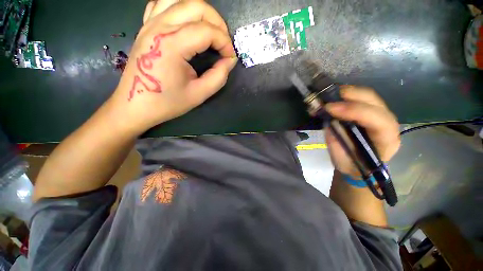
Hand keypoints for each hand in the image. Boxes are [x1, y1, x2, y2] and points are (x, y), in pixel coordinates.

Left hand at [108, 0, 236, 134]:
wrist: (135, 105)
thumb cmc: (167, 102)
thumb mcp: (199, 94)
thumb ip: (219, 76)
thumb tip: (230, 60)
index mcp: (172, 45)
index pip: (207, 31)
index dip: (225, 42)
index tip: (230, 57)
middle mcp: (160, 27)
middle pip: (197, 6)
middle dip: (218, 23)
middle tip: (224, 43)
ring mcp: (150, 24)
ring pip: (181, 0)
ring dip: (202, 13)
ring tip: (210, 31)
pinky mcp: (146, 27)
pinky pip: (163, 4)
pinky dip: (181, 8)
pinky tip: (188, 24)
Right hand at [324, 86, 400, 177]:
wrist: (361, 166)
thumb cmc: (353, 165)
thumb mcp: (342, 158)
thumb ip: (336, 139)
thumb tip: (328, 118)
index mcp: (386, 141)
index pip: (378, 120)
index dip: (354, 111)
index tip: (330, 108)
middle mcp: (389, 125)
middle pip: (376, 103)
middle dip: (352, 96)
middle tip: (328, 96)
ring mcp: (381, 116)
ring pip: (370, 97)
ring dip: (349, 93)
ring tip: (329, 94)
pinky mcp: (372, 112)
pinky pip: (362, 99)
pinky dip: (348, 95)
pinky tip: (335, 96)